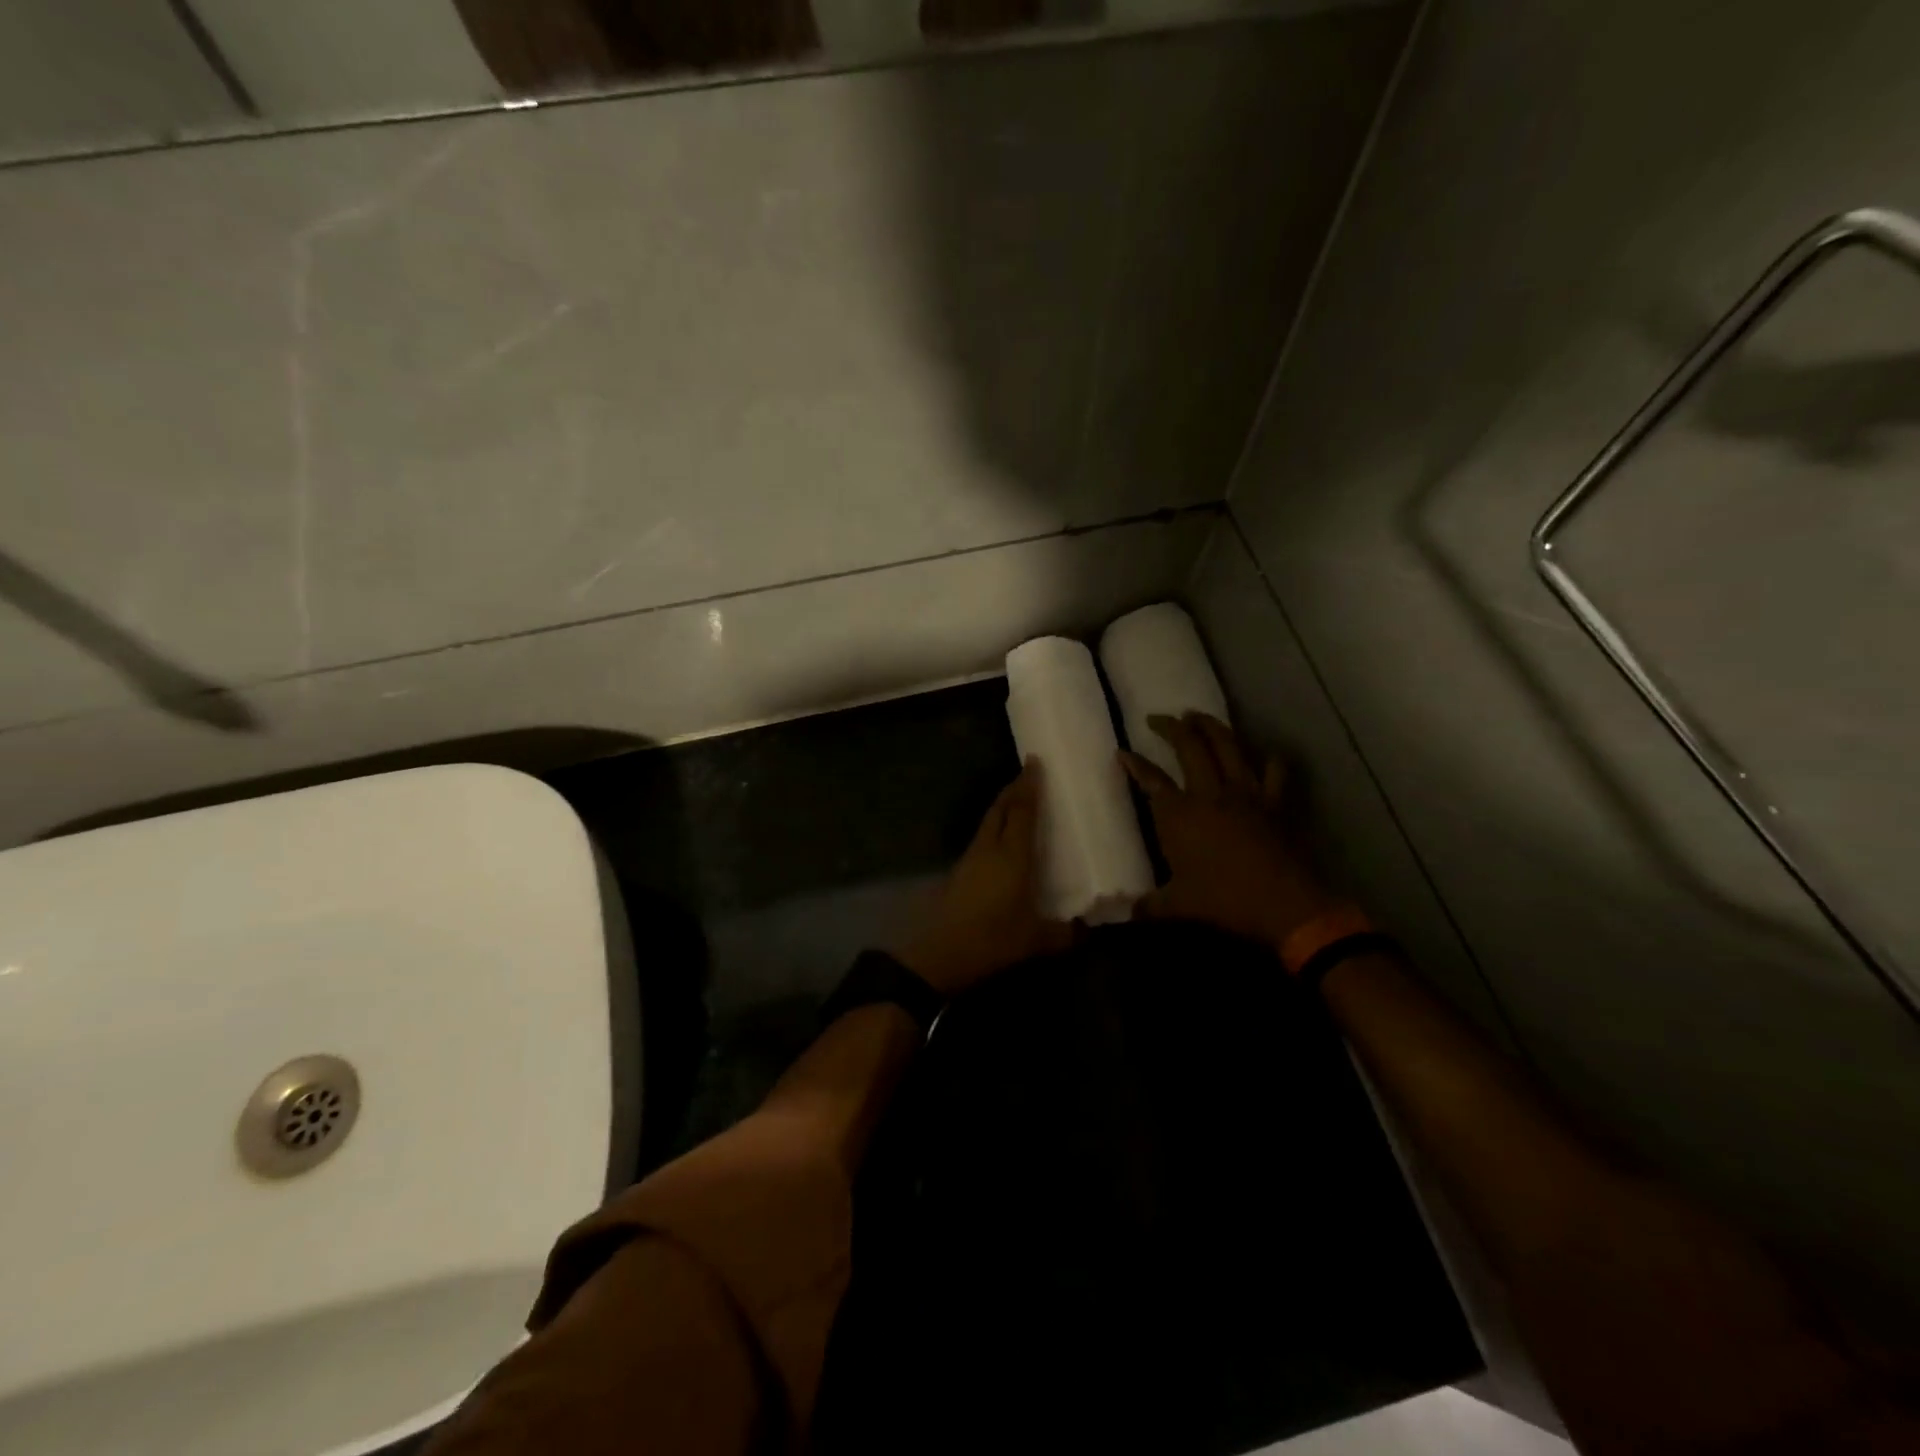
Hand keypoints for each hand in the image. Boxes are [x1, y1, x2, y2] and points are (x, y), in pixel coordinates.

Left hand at [895, 760, 1074, 995]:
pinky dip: (993, 829)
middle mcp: (990, 849)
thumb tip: (1084, 931)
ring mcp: (970, 859)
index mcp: (1013, 856)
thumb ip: (1063, 934)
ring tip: (1015, 803)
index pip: (1023, 812)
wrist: (941, 953)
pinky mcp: (959, 872)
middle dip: (1013, 789)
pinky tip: (999, 841)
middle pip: (1000, 809)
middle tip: (1026, 776)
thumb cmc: (993, 939)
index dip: (1029, 786)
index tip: (1034, 762)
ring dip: (1001, 808)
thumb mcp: (1035, 940)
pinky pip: (981, 838)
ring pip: (988, 822)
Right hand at [1120, 713, 1336, 950]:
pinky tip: (1261, 754)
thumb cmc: (1224, 902)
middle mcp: (1210, 794)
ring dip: (1212, 727)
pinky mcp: (1275, 802)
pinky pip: (1273, 771)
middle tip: (1160, 718)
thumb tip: (1127, 913)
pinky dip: (1266, 759)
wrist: (1284, 905)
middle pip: (1190, 747)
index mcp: (1180, 815)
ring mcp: (1246, 793)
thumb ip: (1150, 906)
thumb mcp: (1178, 907)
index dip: (1134, 764)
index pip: (1151, 780)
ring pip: (1228, 746)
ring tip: (1199, 716)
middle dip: (1172, 727)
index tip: (1122, 752)